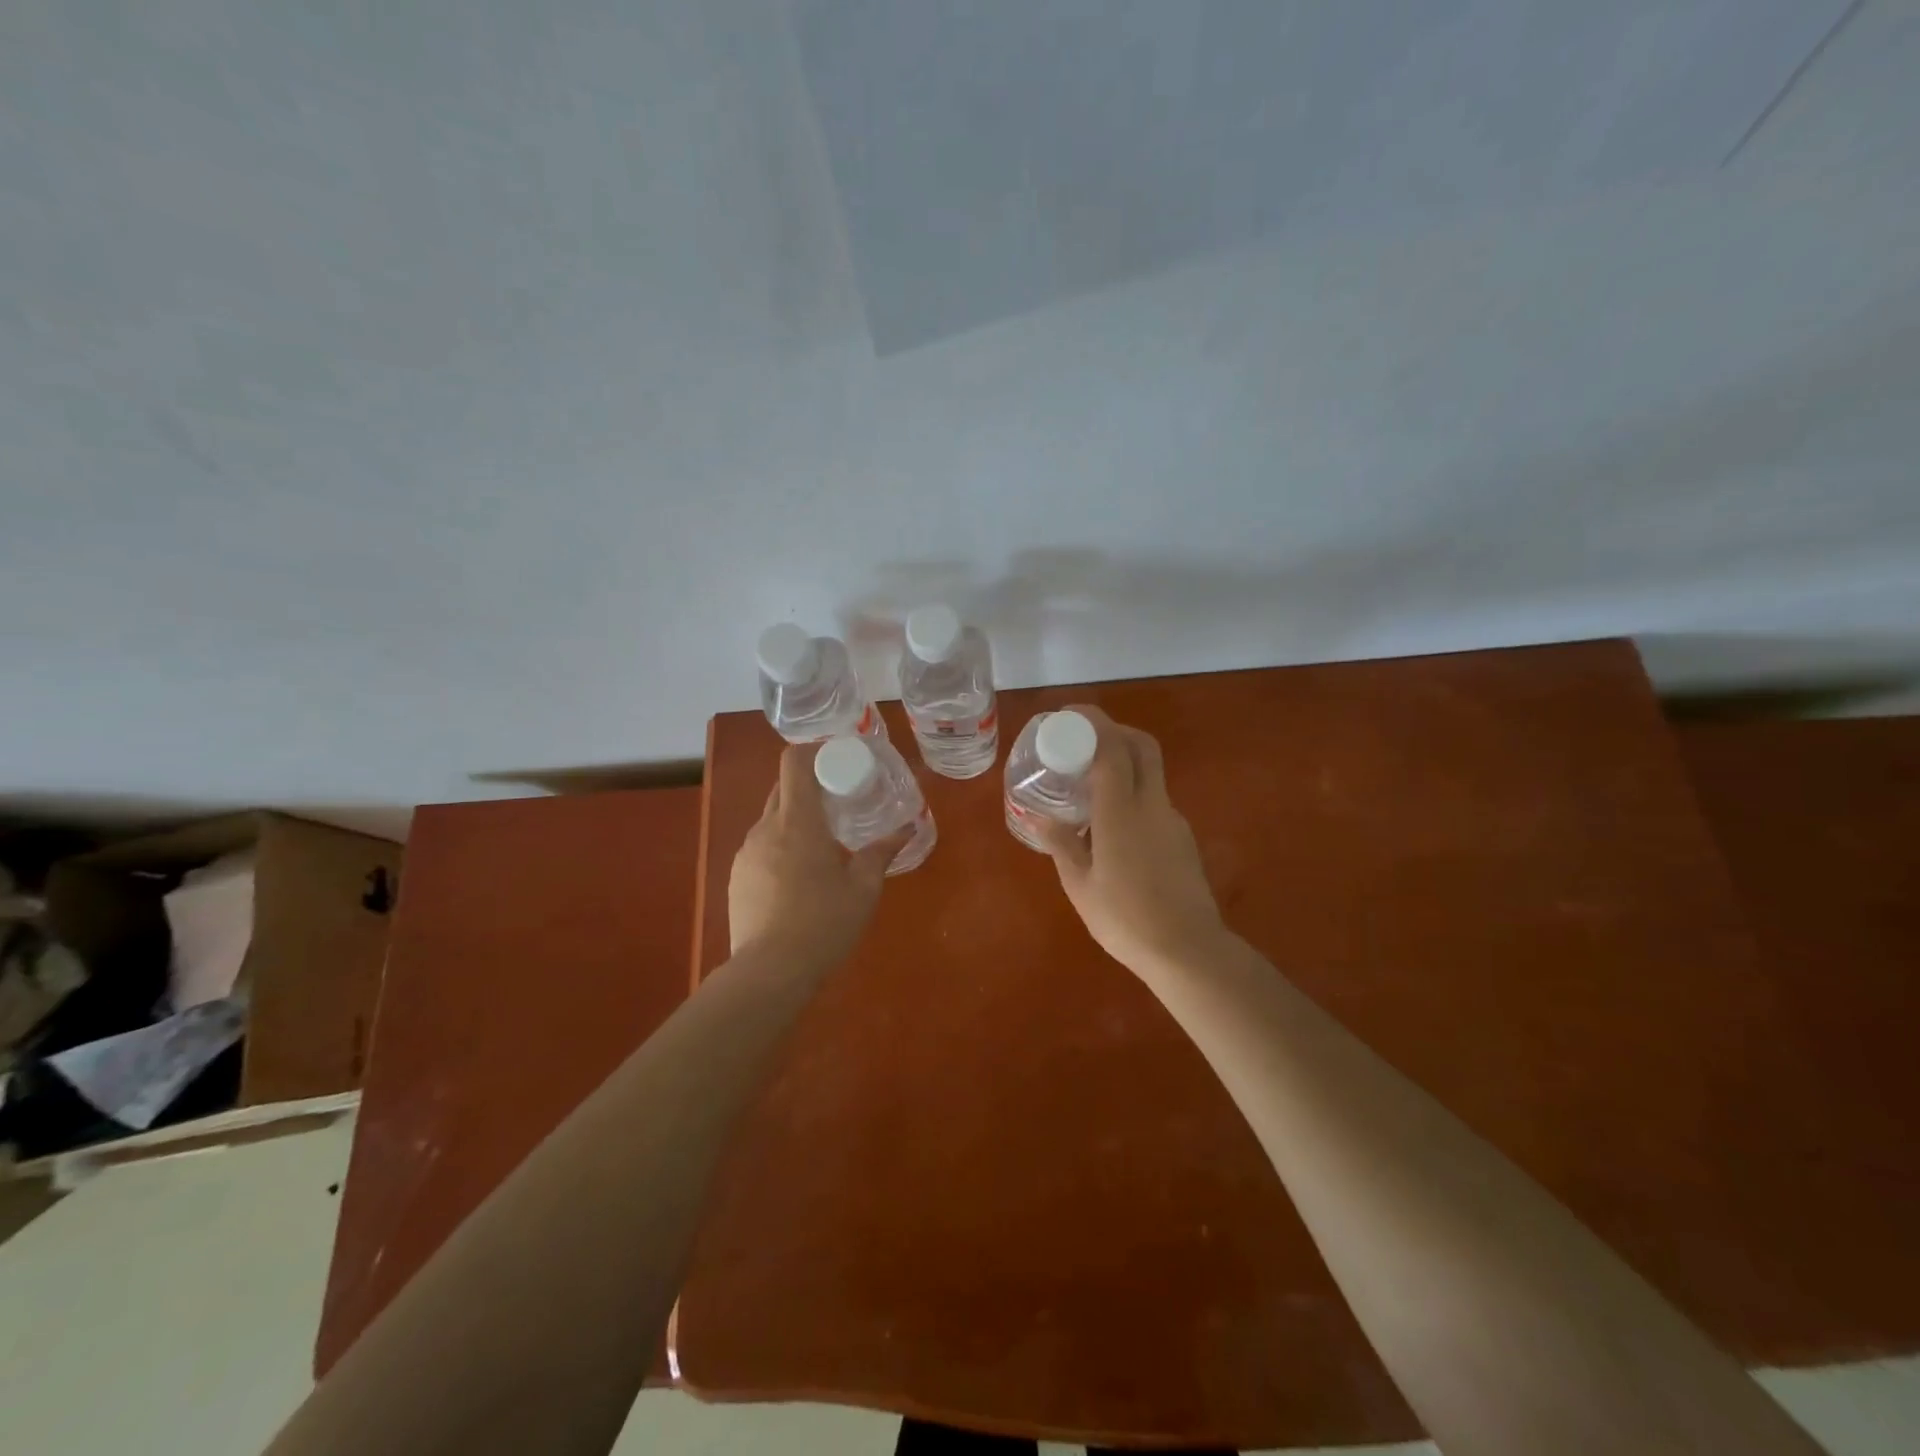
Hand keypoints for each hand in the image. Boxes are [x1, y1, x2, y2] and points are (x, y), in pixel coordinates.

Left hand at [729, 743, 910, 966]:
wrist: (770, 972)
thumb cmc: (824, 923)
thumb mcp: (864, 889)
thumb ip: (882, 853)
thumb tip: (906, 829)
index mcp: (798, 822)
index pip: (794, 762)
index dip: (814, 752)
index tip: (838, 761)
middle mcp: (766, 828)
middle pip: (784, 788)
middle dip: (810, 786)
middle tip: (840, 802)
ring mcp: (746, 852)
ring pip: (772, 819)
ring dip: (796, 820)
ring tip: (822, 844)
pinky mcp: (737, 876)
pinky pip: (761, 847)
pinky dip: (781, 847)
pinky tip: (798, 878)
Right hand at [1038, 706, 1229, 976]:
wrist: (1188, 951)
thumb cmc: (1125, 919)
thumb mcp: (1081, 885)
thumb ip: (1062, 845)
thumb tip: (1041, 819)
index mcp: (1122, 812)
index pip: (1111, 748)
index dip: (1092, 722)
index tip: (1068, 716)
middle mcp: (1152, 805)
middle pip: (1142, 746)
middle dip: (1114, 731)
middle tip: (1083, 740)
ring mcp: (1172, 820)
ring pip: (1151, 773)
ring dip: (1124, 764)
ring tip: (1090, 788)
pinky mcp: (1182, 839)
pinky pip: (1154, 801)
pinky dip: (1132, 794)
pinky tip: (1112, 827)